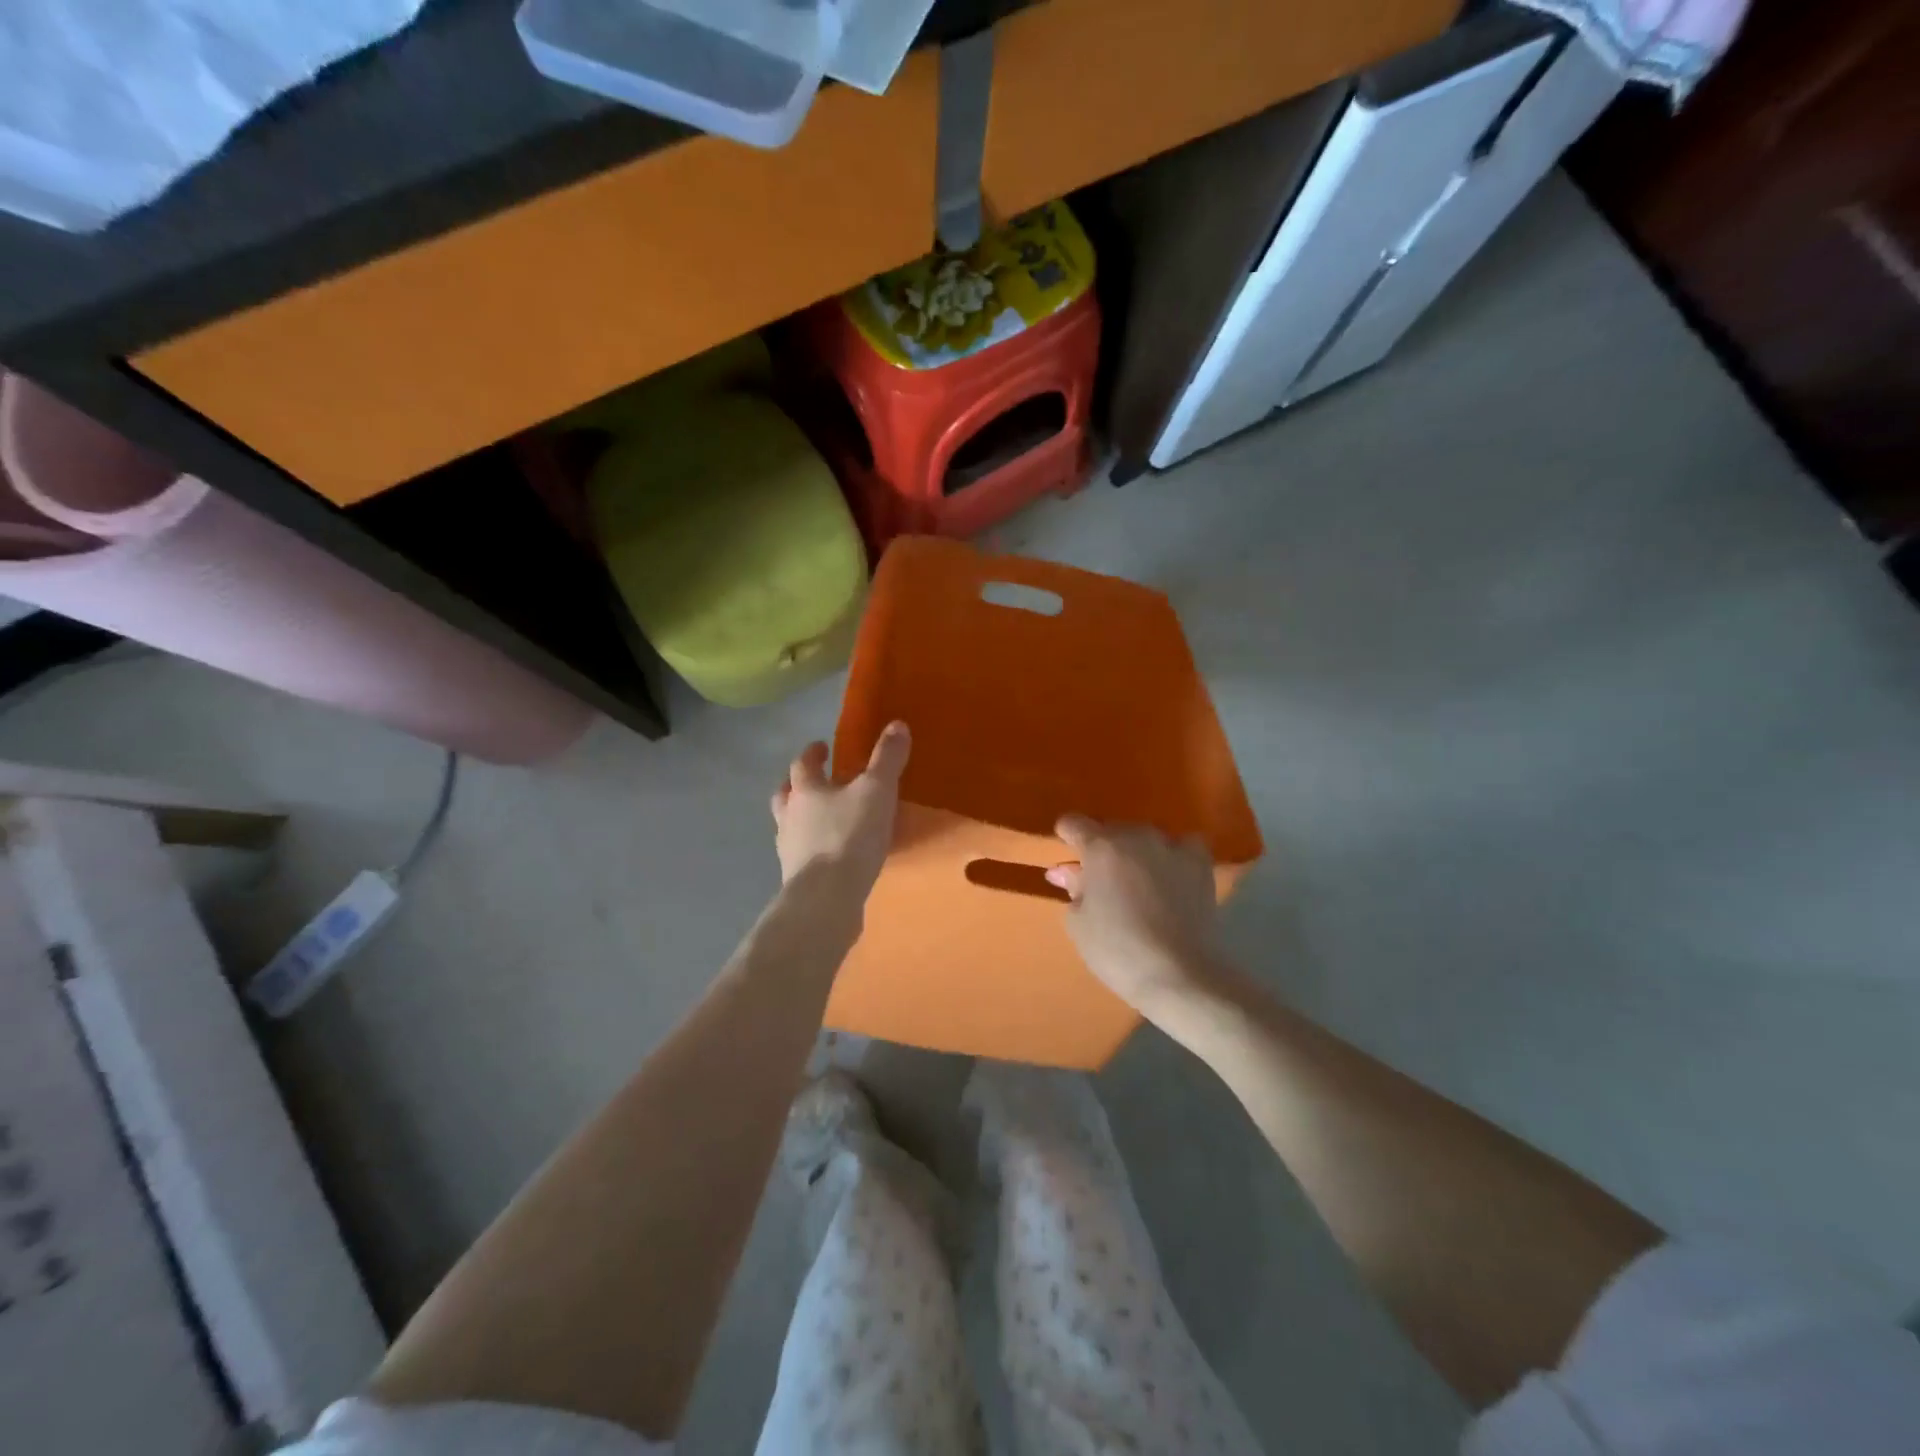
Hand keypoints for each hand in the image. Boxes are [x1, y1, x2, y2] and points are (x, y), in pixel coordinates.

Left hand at [771, 722, 910, 898]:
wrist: (827, 897)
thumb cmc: (850, 835)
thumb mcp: (877, 790)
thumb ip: (887, 759)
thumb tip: (897, 724)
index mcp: (805, 790)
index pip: (802, 764)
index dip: (812, 753)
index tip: (822, 747)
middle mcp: (789, 817)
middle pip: (785, 794)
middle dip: (797, 785)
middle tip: (815, 781)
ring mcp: (789, 850)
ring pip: (790, 826)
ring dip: (802, 819)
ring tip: (823, 821)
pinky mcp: (797, 879)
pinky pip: (804, 856)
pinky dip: (814, 850)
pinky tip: (832, 857)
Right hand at [1046, 816, 1238, 1023]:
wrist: (1179, 974)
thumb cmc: (1117, 950)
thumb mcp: (1079, 923)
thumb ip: (1073, 888)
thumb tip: (1068, 872)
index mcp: (1100, 847)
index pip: (1073, 823)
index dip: (1066, 837)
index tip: (1067, 859)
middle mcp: (1136, 836)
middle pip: (1111, 830)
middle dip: (1102, 850)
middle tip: (1100, 882)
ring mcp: (1171, 847)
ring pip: (1145, 837)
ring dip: (1135, 852)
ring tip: (1137, 882)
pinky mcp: (1200, 864)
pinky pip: (1184, 845)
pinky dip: (1174, 855)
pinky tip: (1172, 874)